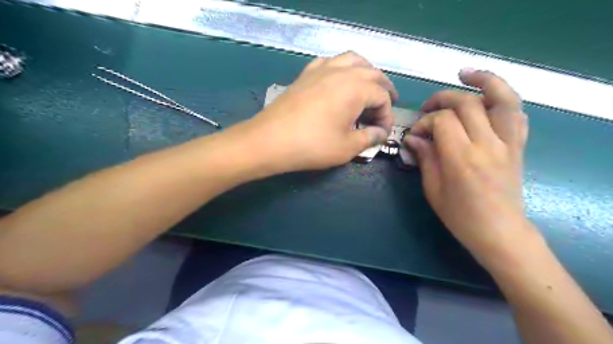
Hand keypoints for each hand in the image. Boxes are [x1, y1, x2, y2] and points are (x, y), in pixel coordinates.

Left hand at [245, 51, 397, 171]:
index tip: (382, 132)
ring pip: (352, 60)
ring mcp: (321, 69)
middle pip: (372, 73)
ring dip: (365, 71)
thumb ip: (369, 138)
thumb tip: (380, 133)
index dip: (387, 115)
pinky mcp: (305, 74)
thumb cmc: (312, 145)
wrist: (270, 140)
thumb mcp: (347, 147)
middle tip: (387, 104)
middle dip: (383, 89)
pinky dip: (340, 68)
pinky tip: (338, 80)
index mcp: (356, 88)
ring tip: (368, 86)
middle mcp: (341, 72)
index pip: (382, 97)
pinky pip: (328, 62)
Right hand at [409, 68, 534, 264]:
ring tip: (465, 74)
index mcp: (462, 158)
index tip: (415, 134)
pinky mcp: (519, 146)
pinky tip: (489, 97)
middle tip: (428, 108)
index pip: (442, 121)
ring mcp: (508, 143)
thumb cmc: (460, 216)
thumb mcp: (433, 189)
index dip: (425, 122)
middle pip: (467, 103)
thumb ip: (425, 158)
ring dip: (484, 80)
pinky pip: (517, 114)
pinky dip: (504, 99)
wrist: (500, 231)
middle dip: (443, 99)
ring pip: (502, 99)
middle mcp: (488, 144)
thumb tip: (414, 138)